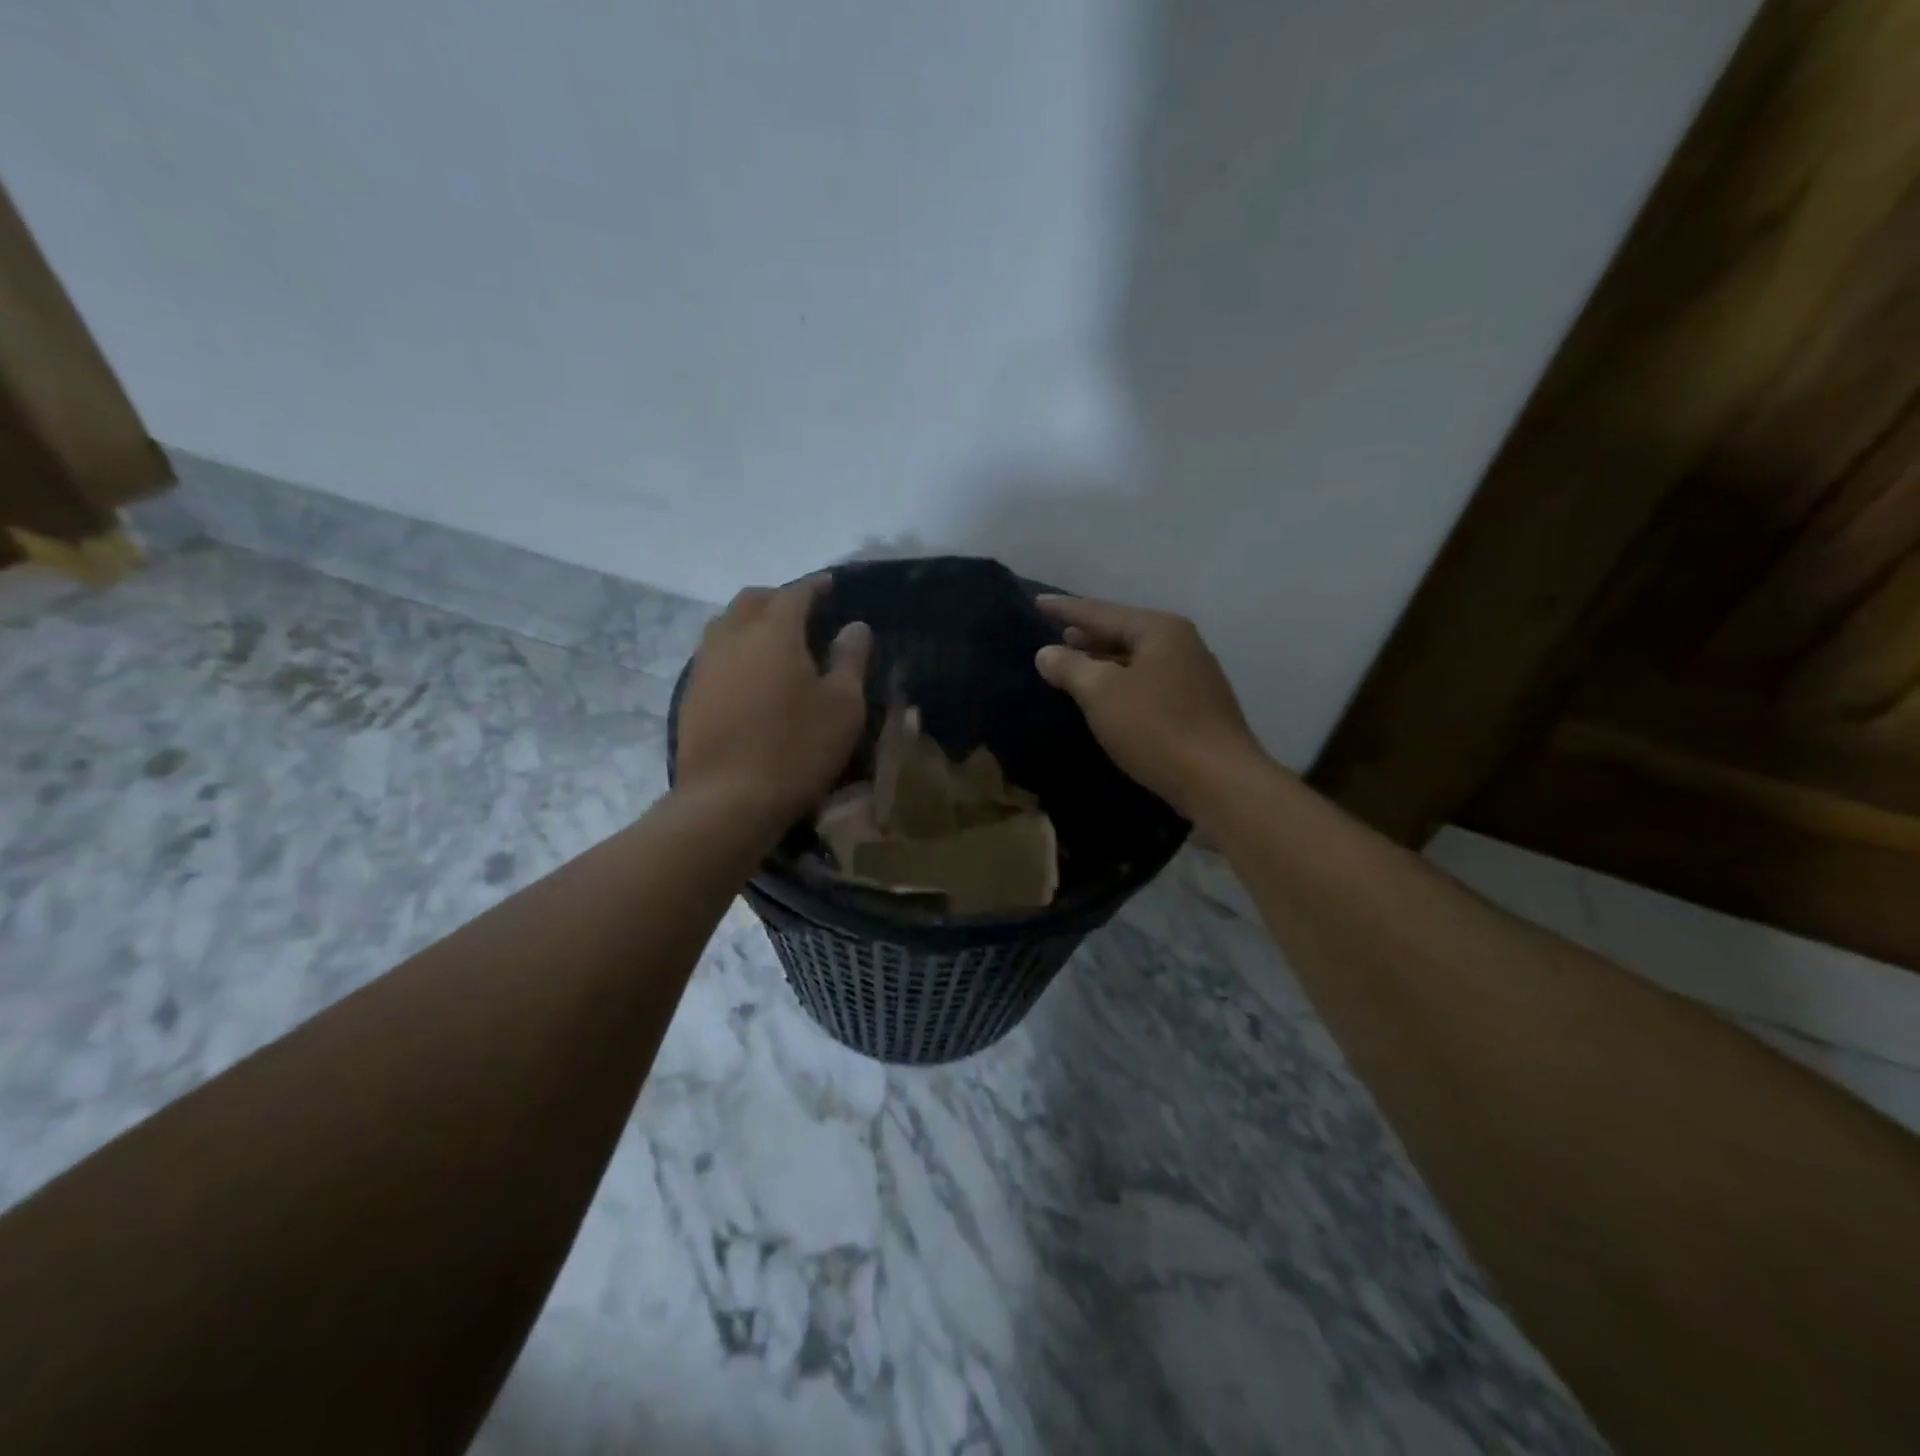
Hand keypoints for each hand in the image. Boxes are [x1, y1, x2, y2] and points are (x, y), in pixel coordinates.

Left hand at [676, 577, 870, 827]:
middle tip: (803, 611)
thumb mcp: (843, 705)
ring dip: (752, 621)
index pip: (795, 593)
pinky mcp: (690, 694)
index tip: (830, 584)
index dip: (815, 586)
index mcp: (773, 631)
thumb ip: (850, 659)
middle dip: (779, 598)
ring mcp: (705, 665)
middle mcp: (732, 636)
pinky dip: (736, 649)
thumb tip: (855, 626)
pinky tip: (750, 674)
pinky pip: (715, 654)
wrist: (727, 800)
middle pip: (753, 600)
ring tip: (776, 640)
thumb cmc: (796, 749)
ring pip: (726, 624)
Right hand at [1034, 595, 1265, 818]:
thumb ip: (1070, 667)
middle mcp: (1182, 643)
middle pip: (1124, 631)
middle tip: (1057, 634)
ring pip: (1138, 658)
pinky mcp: (1198, 706)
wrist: (1219, 781)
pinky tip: (1110, 697)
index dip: (1066, 609)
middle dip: (1089, 634)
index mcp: (1159, 629)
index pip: (1101, 612)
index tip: (1037, 602)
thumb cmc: (1156, 728)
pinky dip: (1124, 681)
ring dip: (1105, 659)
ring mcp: (1194, 675)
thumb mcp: (1101, 694)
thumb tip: (1047, 653)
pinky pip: (1150, 681)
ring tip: (1077, 663)